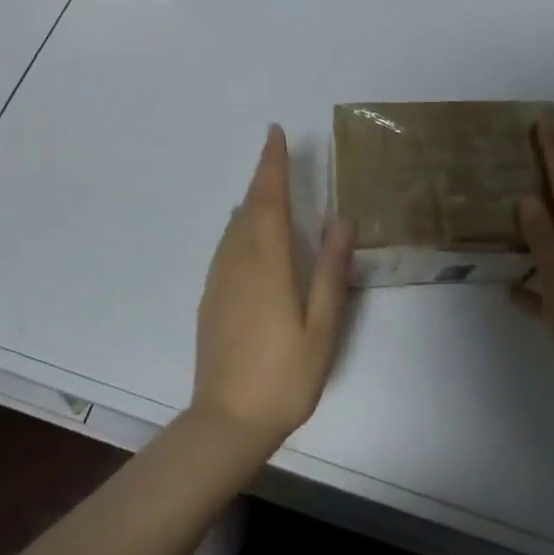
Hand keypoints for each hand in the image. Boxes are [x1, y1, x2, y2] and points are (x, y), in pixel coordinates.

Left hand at [191, 125, 352, 455]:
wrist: (226, 421)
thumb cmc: (284, 375)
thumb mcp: (322, 327)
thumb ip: (330, 271)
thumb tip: (341, 220)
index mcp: (267, 263)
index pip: (269, 199)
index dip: (272, 164)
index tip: (275, 133)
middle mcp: (238, 261)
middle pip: (249, 207)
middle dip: (263, 176)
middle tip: (275, 152)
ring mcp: (219, 280)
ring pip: (234, 226)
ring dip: (251, 200)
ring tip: (266, 186)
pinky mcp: (211, 298)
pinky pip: (227, 246)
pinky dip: (240, 226)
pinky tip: (247, 233)